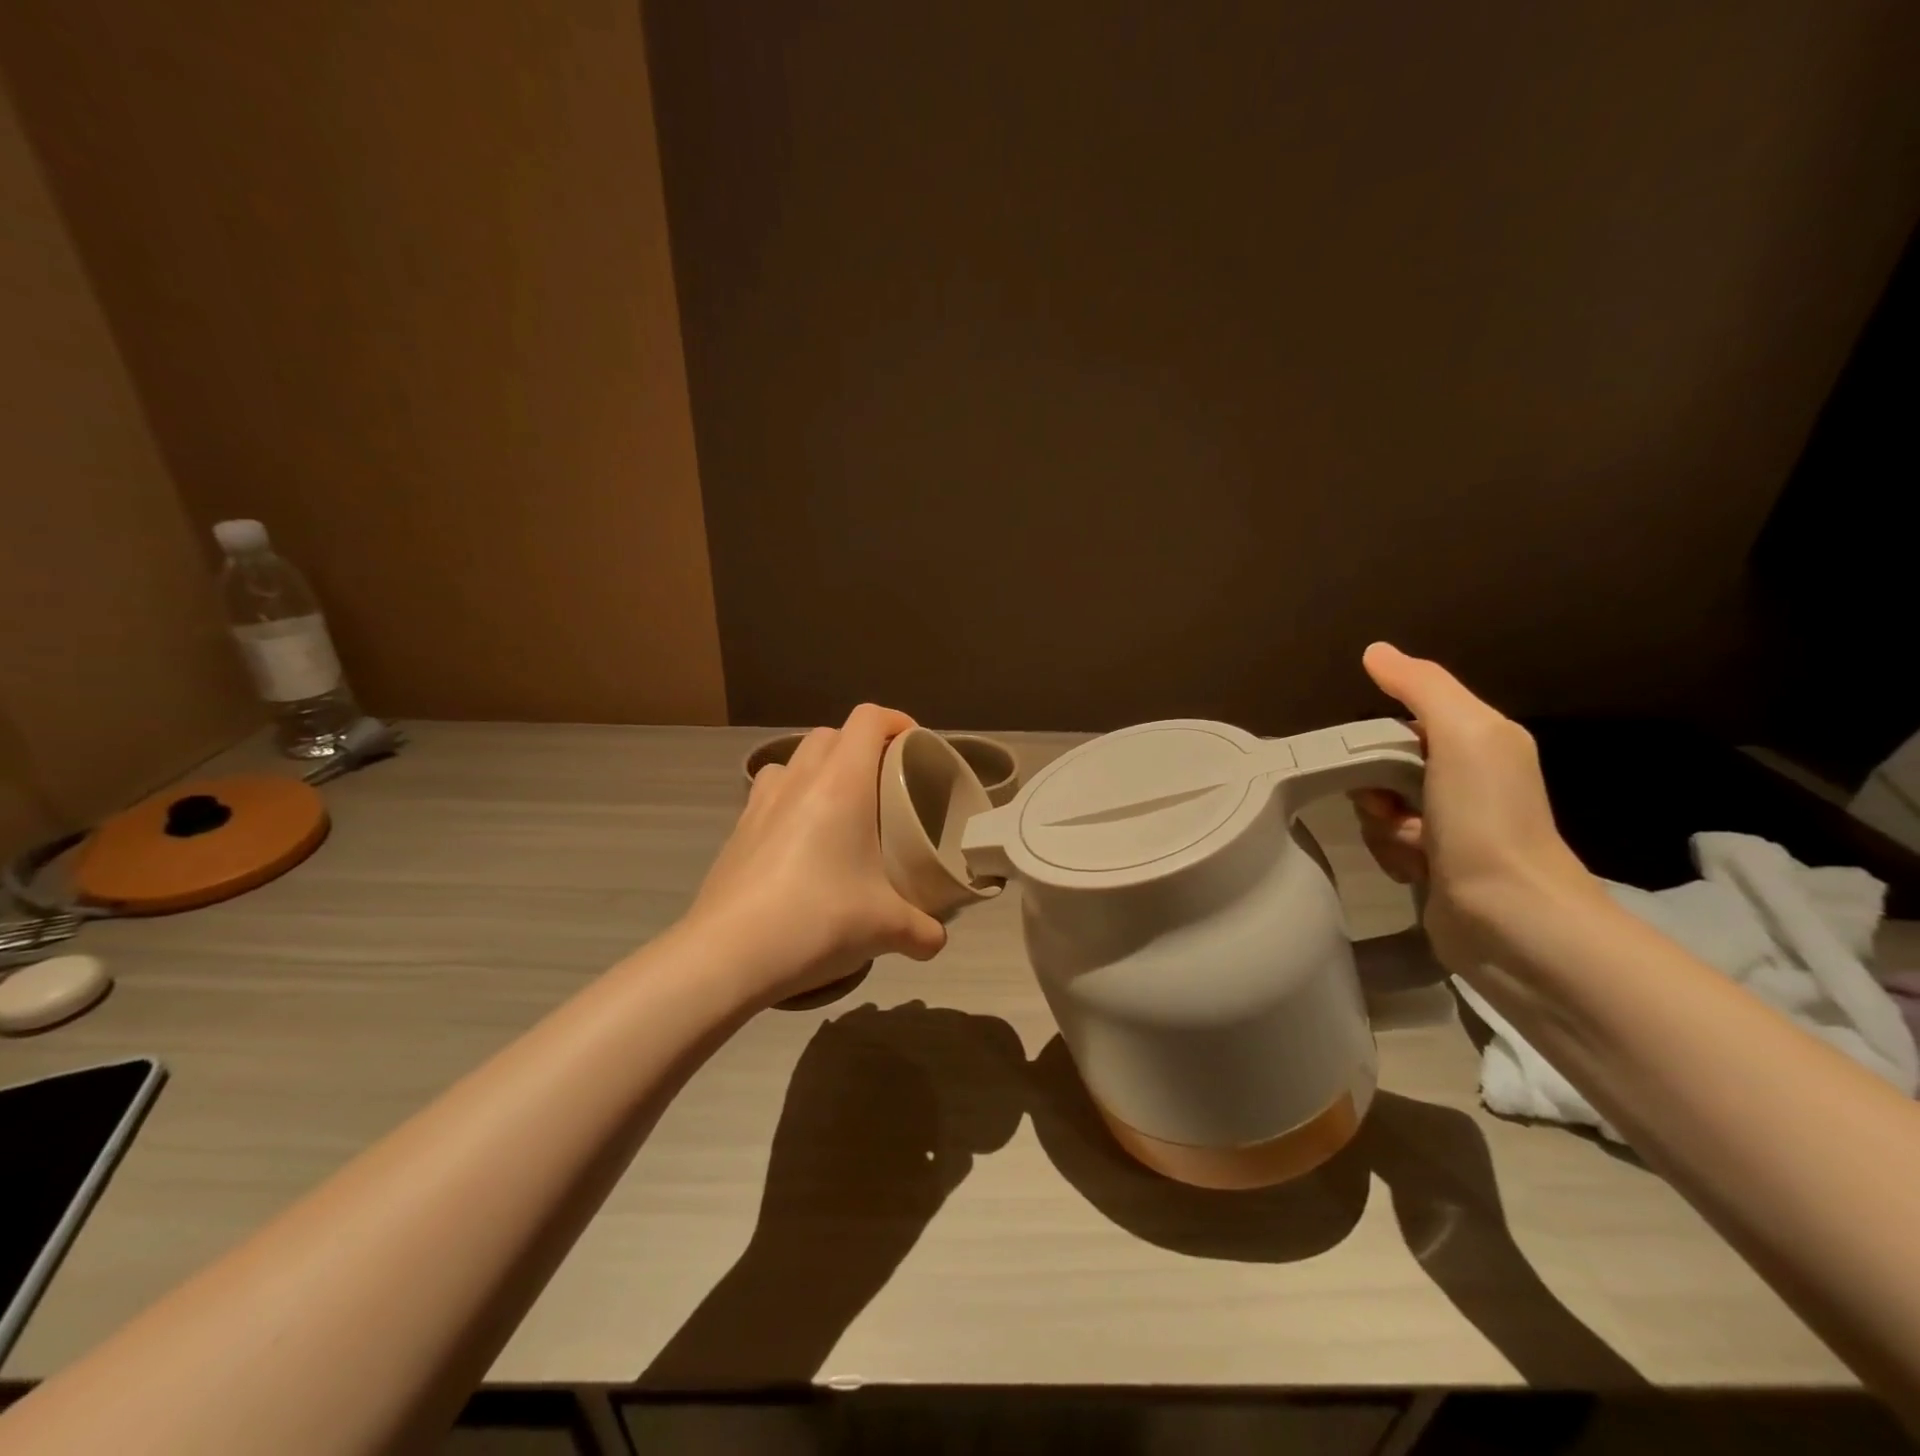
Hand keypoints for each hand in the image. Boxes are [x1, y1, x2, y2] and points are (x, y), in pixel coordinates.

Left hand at [689, 704, 946, 1004]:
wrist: (727, 955)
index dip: (897, 722)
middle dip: (860, 746)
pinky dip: (791, 800)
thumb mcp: (885, 928)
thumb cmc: (817, 920)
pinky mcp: (737, 830)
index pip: (869, 719)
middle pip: (831, 733)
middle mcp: (799, 780)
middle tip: (883, 784)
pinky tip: (801, 844)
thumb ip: (922, 930)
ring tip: (839, 808)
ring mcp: (760, 802)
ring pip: (794, 760)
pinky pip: (769, 794)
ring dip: (820, 769)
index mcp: (841, 783)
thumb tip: (937, 941)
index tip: (915, 747)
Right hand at [1350, 643, 1602, 975]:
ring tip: (1411, 846)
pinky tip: (1413, 870)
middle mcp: (1467, 779)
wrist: (1510, 917)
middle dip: (1374, 786)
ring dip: (1380, 826)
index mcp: (1480, 742)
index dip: (1377, 736)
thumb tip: (1375, 650)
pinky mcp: (1434, 865)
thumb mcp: (1462, 734)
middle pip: (1384, 766)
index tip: (1368, 757)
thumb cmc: (1486, 818)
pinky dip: (1390, 854)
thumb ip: (1421, 687)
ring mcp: (1450, 826)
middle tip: (1388, 806)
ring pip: (1379, 807)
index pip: (1405, 720)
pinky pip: (1385, 844)